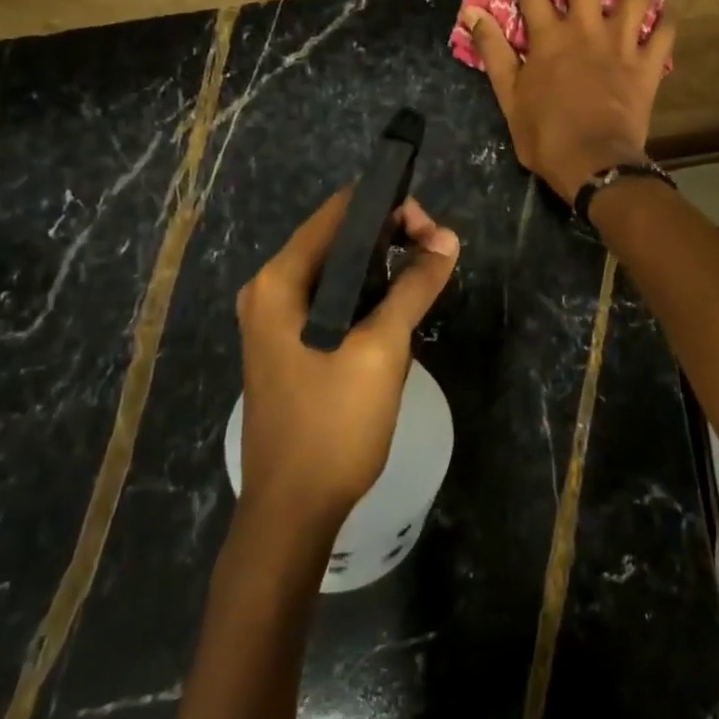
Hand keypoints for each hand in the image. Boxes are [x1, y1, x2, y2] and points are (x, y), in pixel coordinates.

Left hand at [235, 190, 459, 528]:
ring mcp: (275, 321)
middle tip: (438, 257)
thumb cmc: (333, 424)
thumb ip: (414, 286)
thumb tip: (448, 239)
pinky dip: (367, 295)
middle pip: (338, 238)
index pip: (339, 212)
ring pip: (339, 271)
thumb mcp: (382, 349)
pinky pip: (333, 301)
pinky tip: (397, 311)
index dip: (390, 208)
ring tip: (426, 280)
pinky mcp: (289, 346)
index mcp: (280, 280)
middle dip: (392, 238)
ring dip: (383, 268)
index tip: (433, 232)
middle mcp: (270, 290)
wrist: (292, 511)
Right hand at [462, 0, 675, 202]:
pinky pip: (665, 31)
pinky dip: (666, 16)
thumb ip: (494, 53)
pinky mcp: (648, 64)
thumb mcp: (509, 98)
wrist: (594, 163)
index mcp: (549, 37)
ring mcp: (622, 44)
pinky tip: (665, 5)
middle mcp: (587, 29)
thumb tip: (475, 15)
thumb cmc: (546, 135)